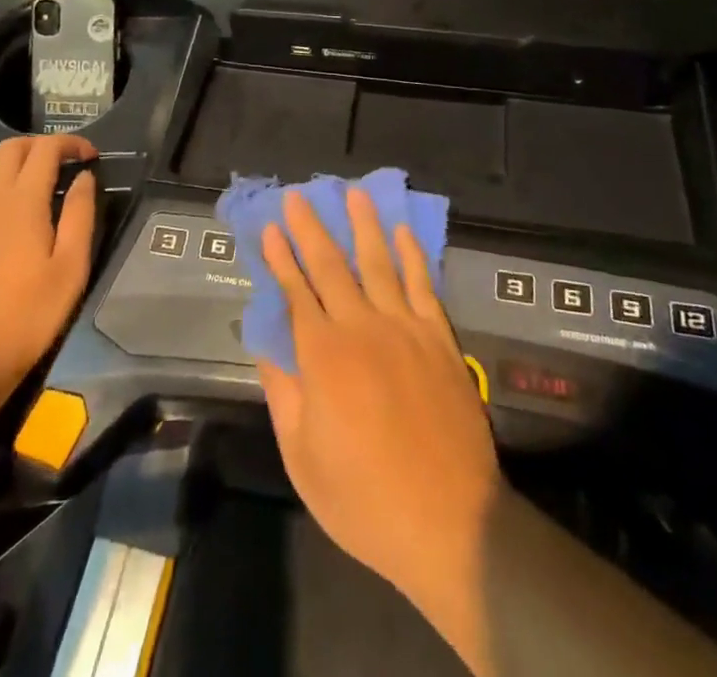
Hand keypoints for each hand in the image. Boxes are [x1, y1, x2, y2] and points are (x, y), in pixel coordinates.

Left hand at [0, 135, 96, 389]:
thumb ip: (80, 214)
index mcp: (23, 201)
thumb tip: (84, 177)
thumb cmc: (28, 313)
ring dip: (10, 157)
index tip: (90, 157)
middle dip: (42, 146)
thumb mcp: (71, 268)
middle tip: (64, 164)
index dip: (71, 144)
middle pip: (12, 147)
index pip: (46, 149)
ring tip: (31, 176)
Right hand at [257, 189, 499, 629]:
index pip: (296, 292)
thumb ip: (283, 393)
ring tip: (354, 194)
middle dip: (311, 229)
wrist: (450, 522)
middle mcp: (362, 327)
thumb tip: (266, 344)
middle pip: (331, 266)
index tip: (269, 228)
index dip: (281, 258)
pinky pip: (423, 285)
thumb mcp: (303, 457)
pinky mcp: (439, 338)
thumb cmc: (364, 499)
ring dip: (364, 226)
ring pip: (379, 263)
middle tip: (299, 196)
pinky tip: (403, 233)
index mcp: (323, 356)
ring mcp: (405, 328)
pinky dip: (412, 255)